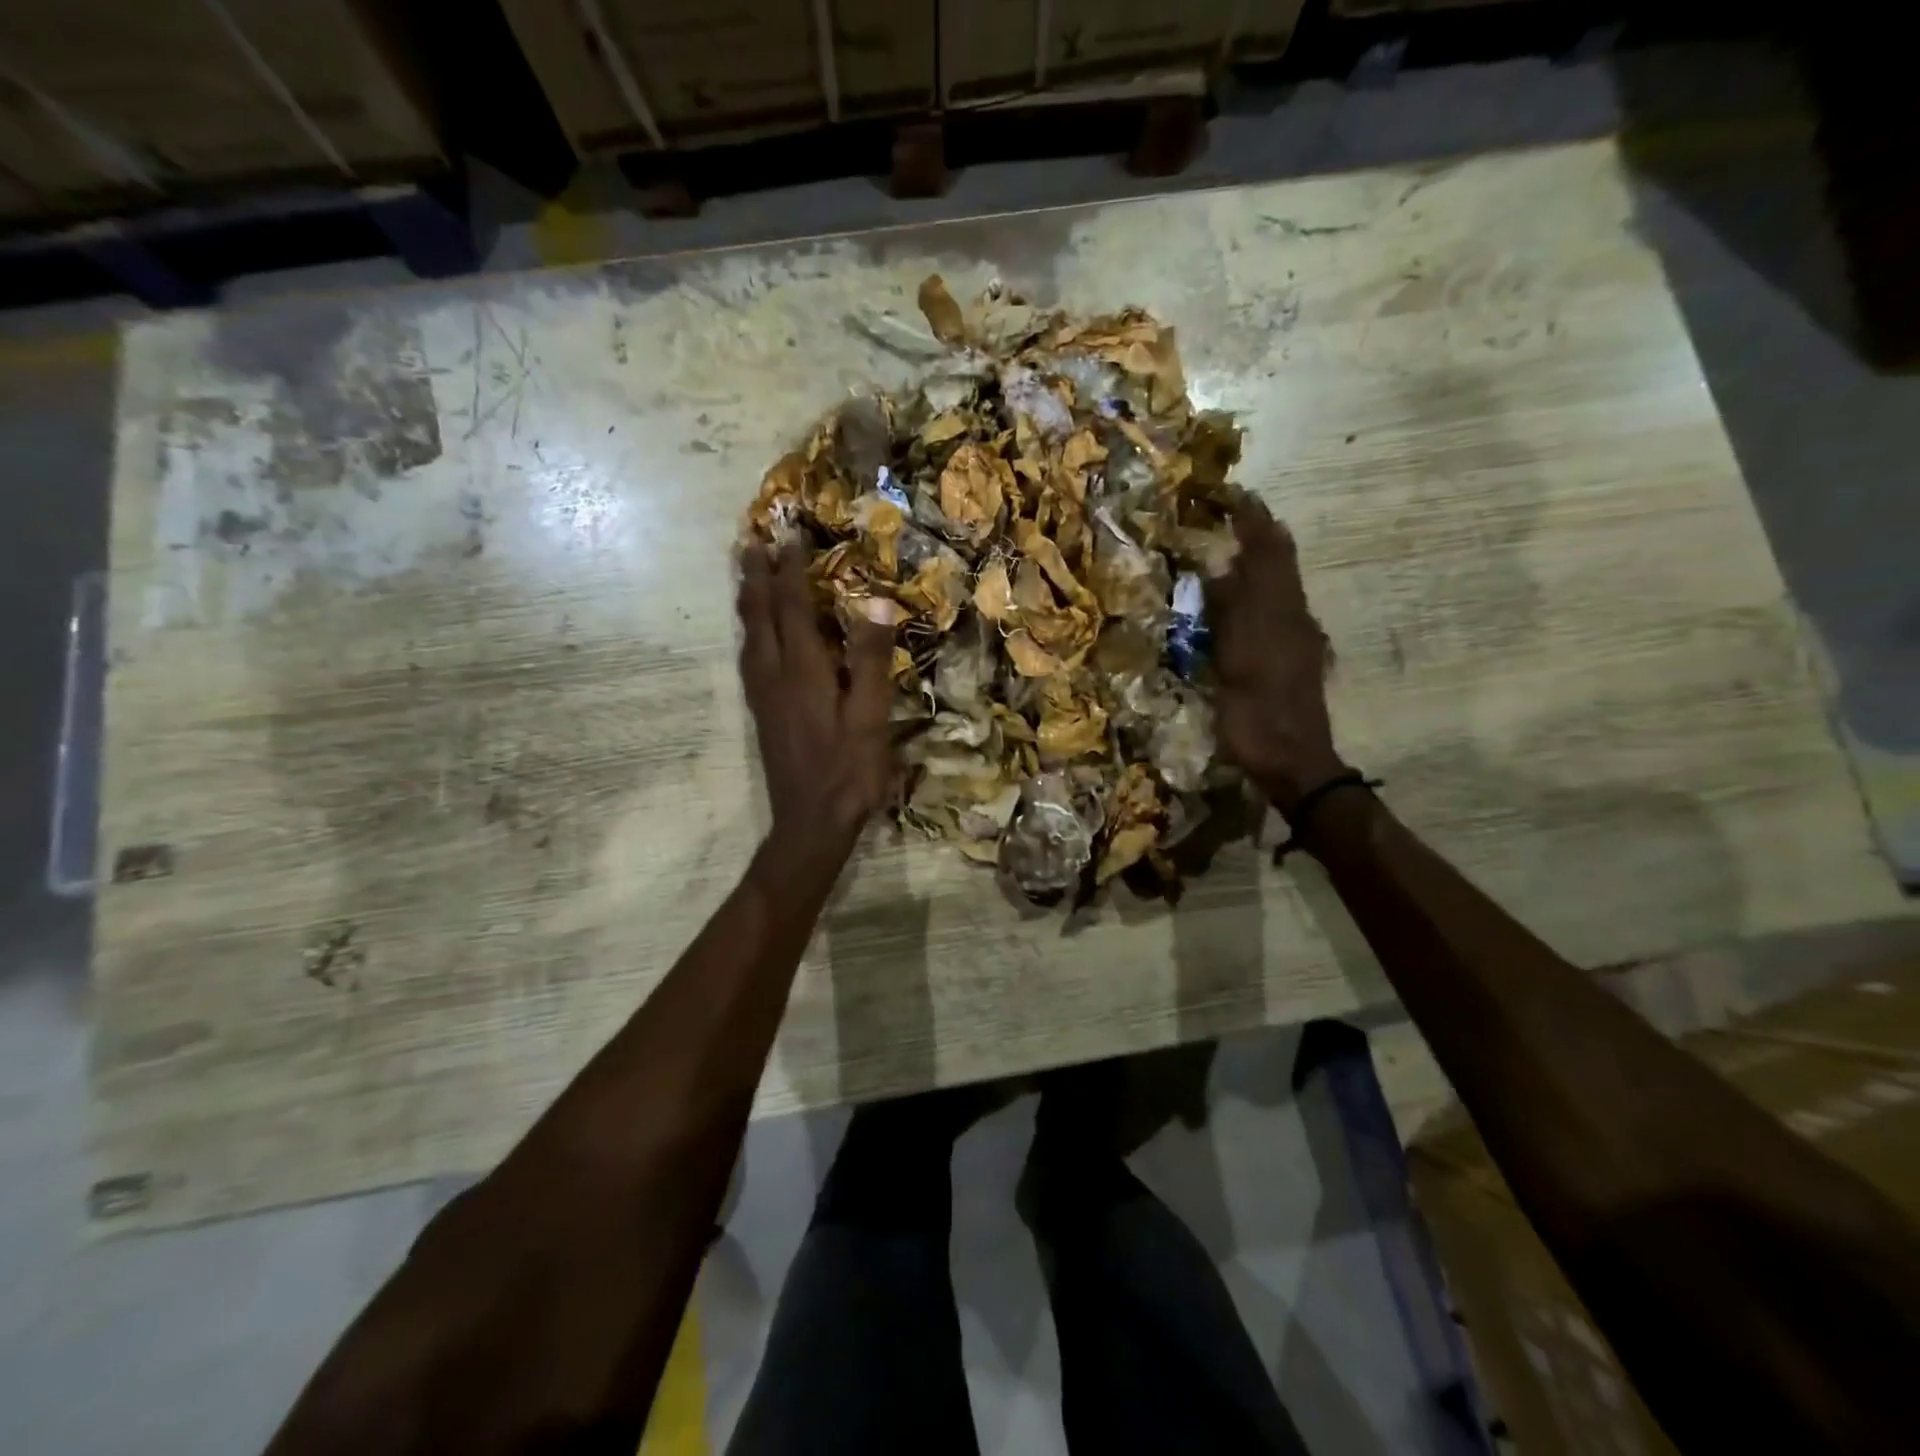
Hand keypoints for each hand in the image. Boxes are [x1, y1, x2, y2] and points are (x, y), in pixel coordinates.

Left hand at [737, 543, 895, 846]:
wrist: (810, 823)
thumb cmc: (848, 772)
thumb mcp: (871, 717)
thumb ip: (872, 660)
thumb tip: (876, 603)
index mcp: (803, 670)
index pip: (794, 608)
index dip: (790, 570)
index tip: (787, 534)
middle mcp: (774, 675)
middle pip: (760, 615)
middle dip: (757, 576)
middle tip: (751, 540)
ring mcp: (763, 696)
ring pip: (748, 635)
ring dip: (748, 600)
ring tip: (746, 575)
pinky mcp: (762, 713)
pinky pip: (749, 657)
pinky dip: (749, 631)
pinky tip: (753, 636)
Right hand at [1206, 496, 1346, 814]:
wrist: (1292, 760)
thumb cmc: (1257, 713)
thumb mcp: (1235, 661)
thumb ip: (1229, 610)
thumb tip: (1220, 564)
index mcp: (1280, 611)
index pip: (1269, 551)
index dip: (1253, 521)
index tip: (1235, 494)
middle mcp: (1293, 616)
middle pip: (1281, 563)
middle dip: (1261, 533)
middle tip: (1236, 512)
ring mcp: (1295, 638)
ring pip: (1281, 584)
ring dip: (1263, 559)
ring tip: (1239, 544)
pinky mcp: (1291, 658)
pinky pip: (1277, 607)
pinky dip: (1261, 589)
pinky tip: (1247, 596)